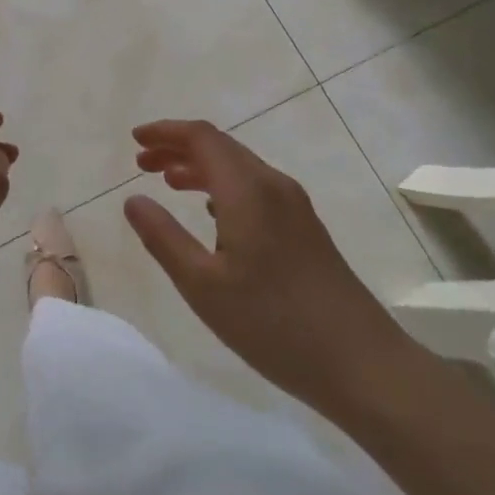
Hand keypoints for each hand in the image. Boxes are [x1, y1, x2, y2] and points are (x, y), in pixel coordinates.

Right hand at [124, 119, 413, 421]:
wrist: (362, 363)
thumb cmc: (273, 324)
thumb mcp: (203, 286)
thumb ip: (163, 238)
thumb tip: (133, 199)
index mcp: (247, 190)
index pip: (202, 138)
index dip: (166, 132)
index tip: (134, 140)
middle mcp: (273, 185)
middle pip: (221, 147)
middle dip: (178, 148)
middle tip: (142, 164)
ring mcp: (295, 206)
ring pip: (239, 168)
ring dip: (200, 167)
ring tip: (166, 182)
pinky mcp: (305, 228)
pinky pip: (255, 188)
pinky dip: (223, 187)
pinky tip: (210, 212)